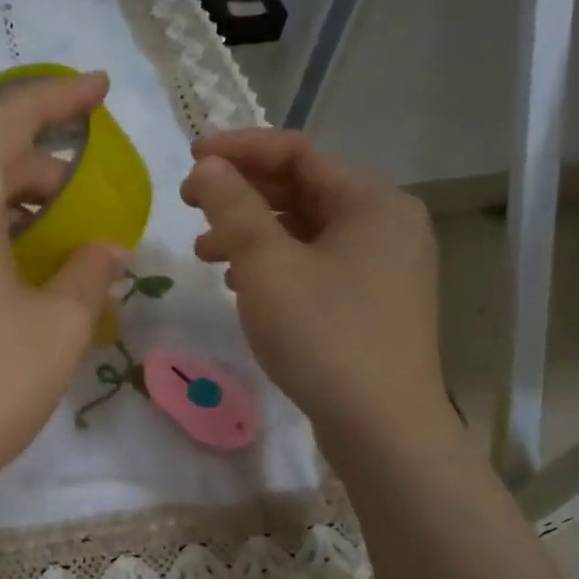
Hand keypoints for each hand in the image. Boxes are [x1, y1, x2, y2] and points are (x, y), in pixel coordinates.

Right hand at [181, 129, 455, 450]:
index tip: (191, 161)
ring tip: (206, 252)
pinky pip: (317, 262)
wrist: (382, 427)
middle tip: (191, 205)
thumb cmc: (324, 336)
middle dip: (243, 194)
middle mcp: (387, 223)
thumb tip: (210, 166)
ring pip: (307, 230)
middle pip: (303, 189)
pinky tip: (242, 283)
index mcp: (373, 201)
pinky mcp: (374, 301)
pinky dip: (276, 263)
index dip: (240, 150)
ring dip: (253, 232)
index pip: (298, 153)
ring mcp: (385, 265)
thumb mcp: (267, 266)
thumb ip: (235, 208)